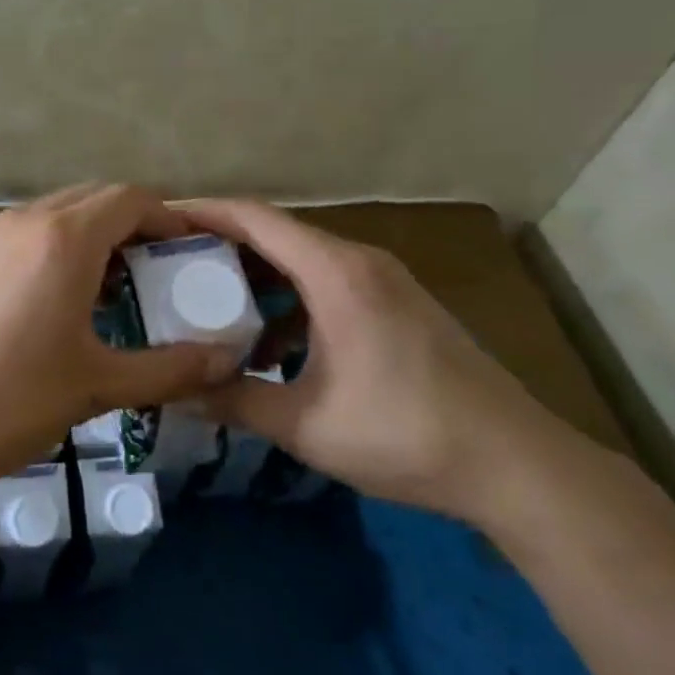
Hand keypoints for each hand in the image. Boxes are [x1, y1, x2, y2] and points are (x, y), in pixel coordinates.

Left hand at [0, 185, 241, 493]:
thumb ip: (169, 370)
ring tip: (117, 289)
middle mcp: (25, 221)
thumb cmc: (6, 400)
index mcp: (64, 238)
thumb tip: (227, 361)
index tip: (193, 252)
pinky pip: (27, 234)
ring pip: (57, 214)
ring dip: (94, 236)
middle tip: (162, 272)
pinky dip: (58, 249)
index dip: (169, 219)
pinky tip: (62, 301)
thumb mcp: (96, 385)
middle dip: (134, 225)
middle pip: (94, 199)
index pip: (131, 199)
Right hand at [186, 199, 560, 519]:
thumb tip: (176, 395)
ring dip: (257, 274)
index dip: (204, 211)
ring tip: (210, 299)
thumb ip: (235, 401)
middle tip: (171, 263)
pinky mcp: (399, 305)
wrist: (515, 464)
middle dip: (222, 243)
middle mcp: (359, 261)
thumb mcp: (306, 424)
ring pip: (304, 260)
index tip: (159, 218)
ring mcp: (385, 281)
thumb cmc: (404, 433)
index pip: (256, 218)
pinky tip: (271, 343)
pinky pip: (329, 283)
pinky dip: (291, 299)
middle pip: (277, 233)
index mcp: (335, 273)